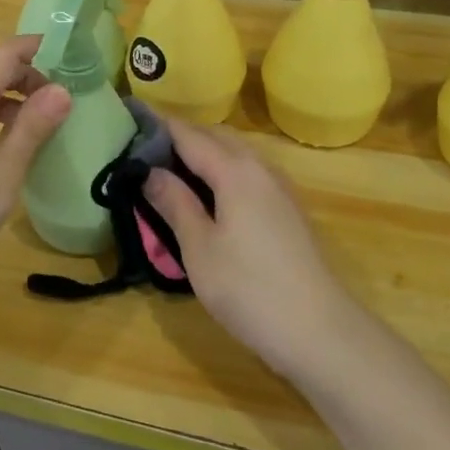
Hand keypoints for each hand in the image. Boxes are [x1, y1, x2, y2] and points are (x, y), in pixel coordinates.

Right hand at [142, 118, 355, 378]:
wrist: (320, 331)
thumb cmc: (249, 289)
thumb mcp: (199, 248)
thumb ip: (174, 203)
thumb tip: (150, 171)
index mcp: (235, 170)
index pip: (189, 134)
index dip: (159, 125)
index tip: (130, 119)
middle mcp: (260, 168)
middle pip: (215, 137)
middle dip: (181, 136)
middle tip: (144, 151)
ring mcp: (279, 187)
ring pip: (235, 153)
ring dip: (204, 152)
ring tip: (171, 171)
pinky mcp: (288, 208)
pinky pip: (248, 172)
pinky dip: (223, 170)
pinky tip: (209, 195)